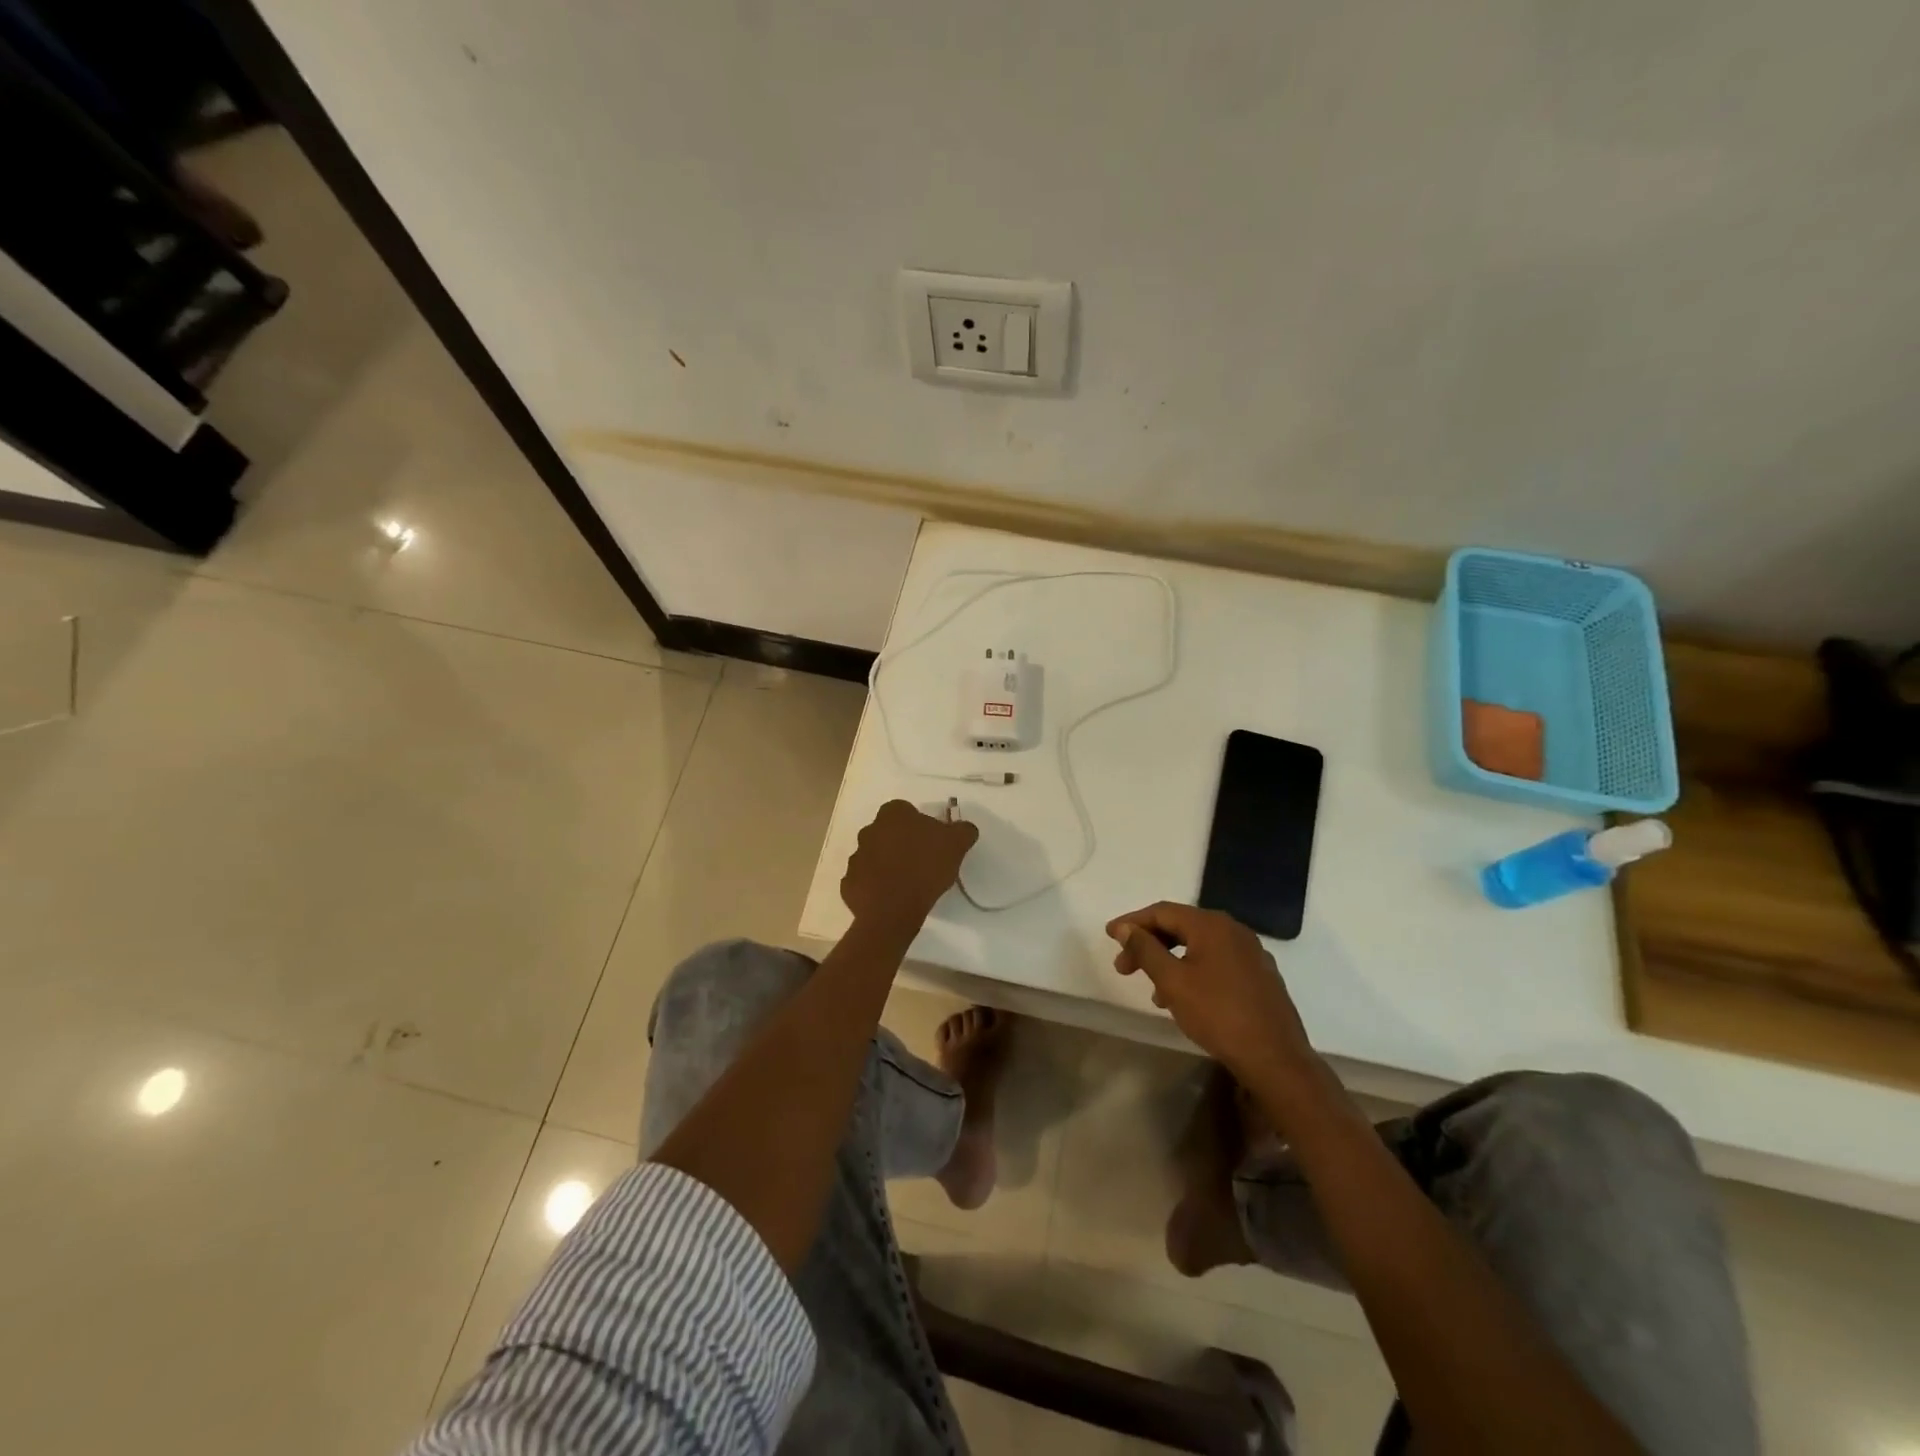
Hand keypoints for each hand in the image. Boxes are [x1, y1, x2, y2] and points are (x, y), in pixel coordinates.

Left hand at [841, 800, 978, 931]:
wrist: (892, 910)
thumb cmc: (925, 869)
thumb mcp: (956, 845)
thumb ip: (963, 830)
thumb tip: (965, 828)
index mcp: (893, 815)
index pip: (905, 810)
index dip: (918, 824)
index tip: (930, 841)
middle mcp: (869, 830)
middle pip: (887, 832)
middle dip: (900, 842)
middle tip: (920, 861)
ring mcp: (856, 857)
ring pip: (874, 856)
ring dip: (886, 864)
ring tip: (906, 883)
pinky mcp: (849, 883)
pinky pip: (864, 880)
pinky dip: (875, 886)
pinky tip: (891, 898)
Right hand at [1106, 902, 1316, 1083]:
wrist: (1275, 1059)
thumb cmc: (1218, 1014)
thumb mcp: (1172, 981)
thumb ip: (1145, 950)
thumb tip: (1125, 928)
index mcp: (1212, 925)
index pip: (1163, 912)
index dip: (1132, 922)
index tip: (1109, 935)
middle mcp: (1233, 930)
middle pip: (1181, 926)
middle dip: (1149, 944)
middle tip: (1124, 967)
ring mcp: (1251, 953)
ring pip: (1199, 946)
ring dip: (1170, 961)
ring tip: (1153, 990)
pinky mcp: (1260, 976)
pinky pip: (1217, 962)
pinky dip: (1193, 971)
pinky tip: (1184, 998)